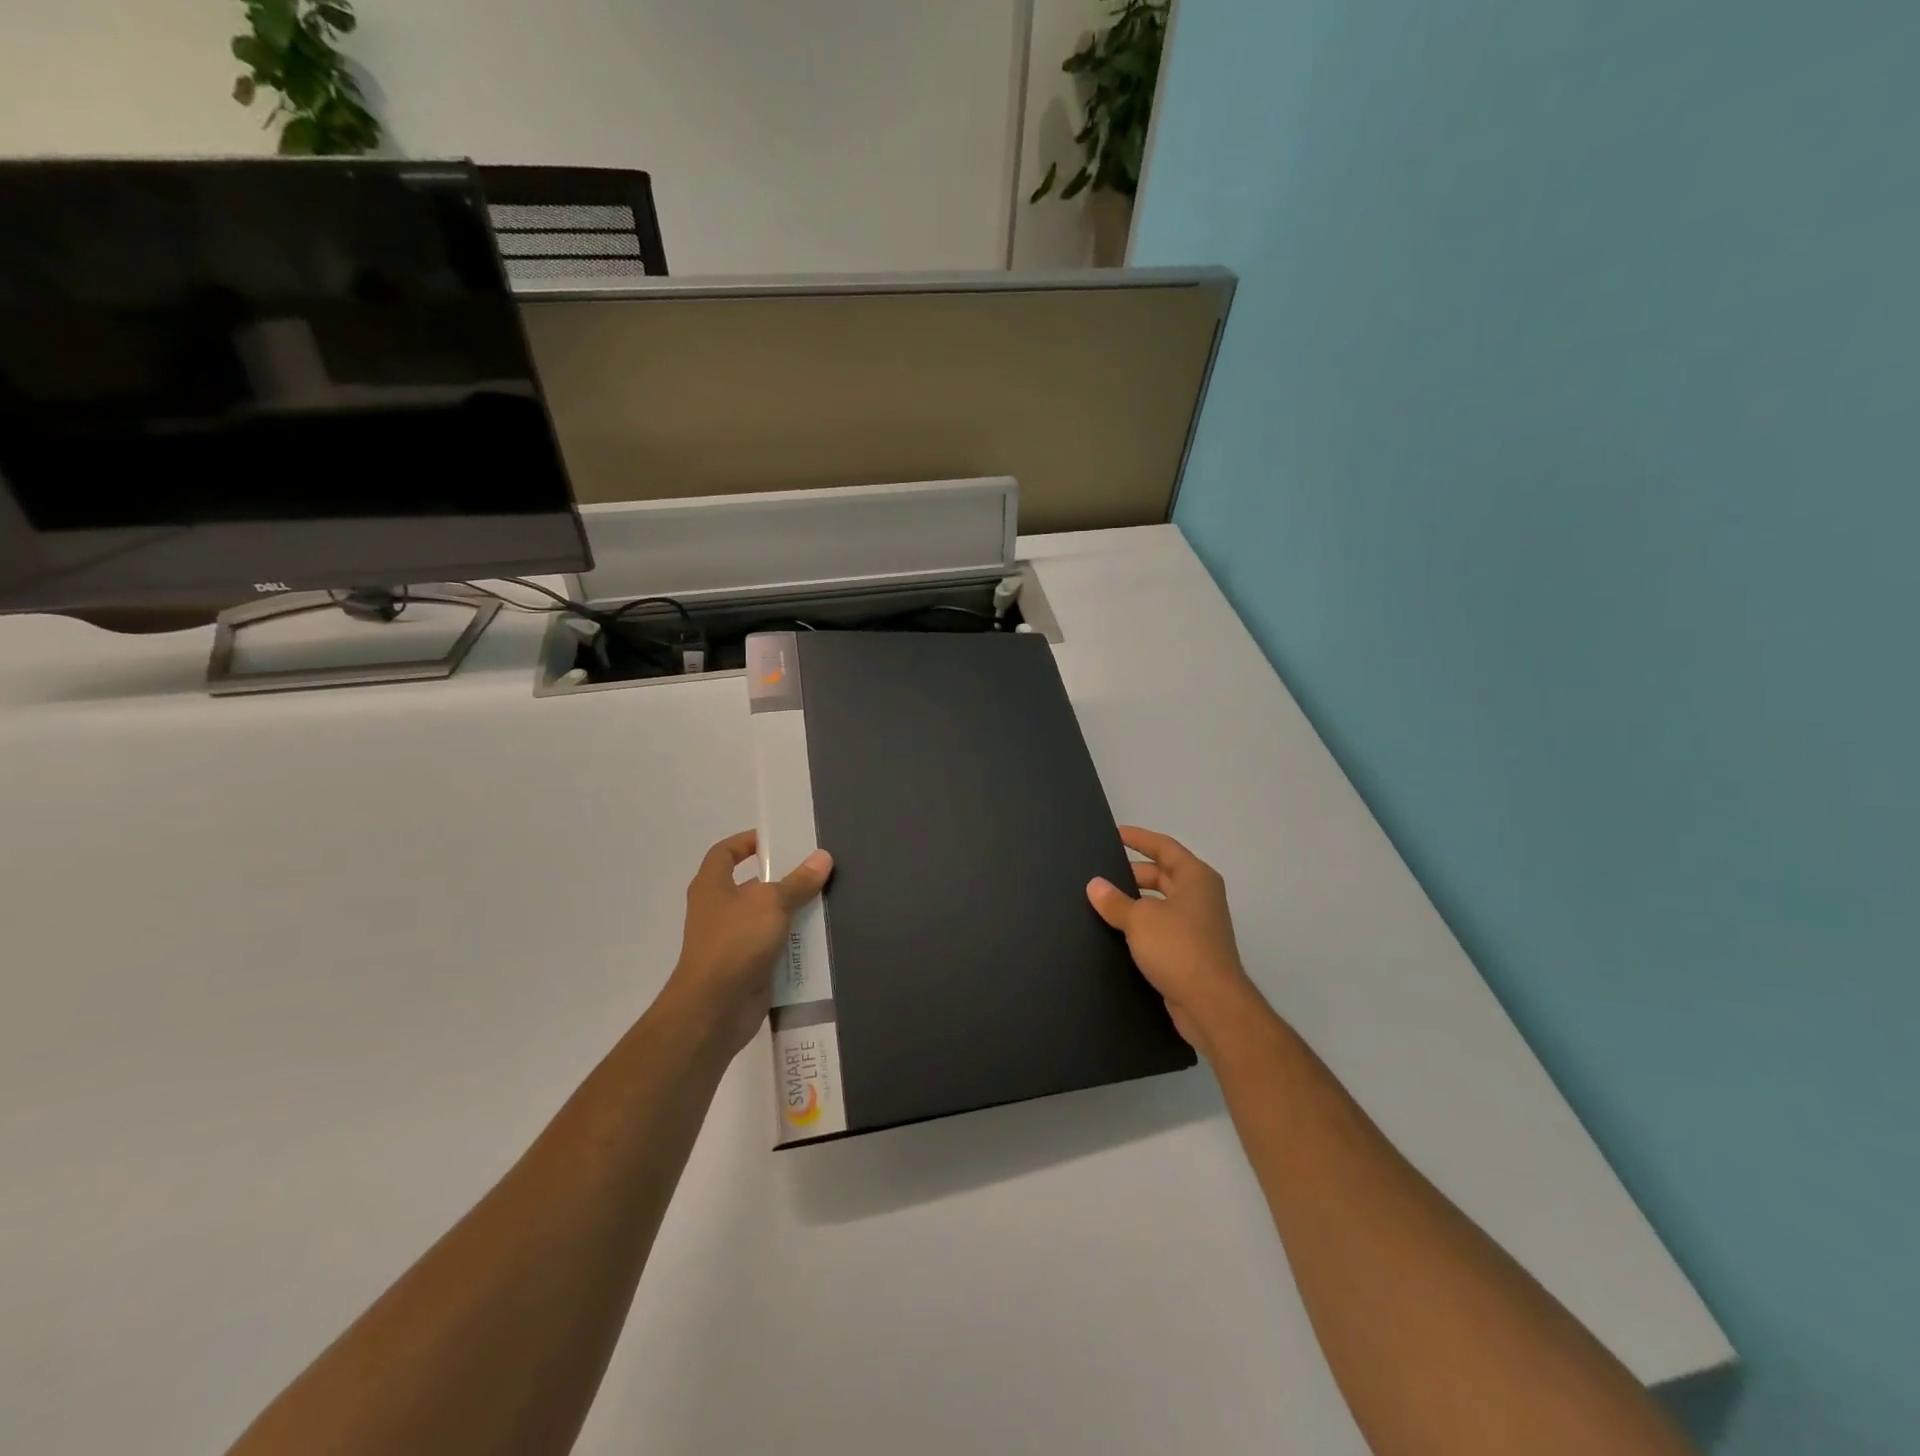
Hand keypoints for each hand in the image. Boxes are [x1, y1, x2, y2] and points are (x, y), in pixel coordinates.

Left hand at [664, 830, 832, 1055]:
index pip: (724, 852)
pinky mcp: (747, 967)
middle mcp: (718, 910)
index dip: (747, 842)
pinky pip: (774, 947)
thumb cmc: (736, 942)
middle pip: (752, 886)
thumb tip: (822, 857)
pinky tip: (821, 938)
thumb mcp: (772, 903)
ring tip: (827, 901)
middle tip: (816, 871)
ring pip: (767, 918)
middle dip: (782, 879)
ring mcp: (732, 941)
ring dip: (792, 913)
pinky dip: (793, 943)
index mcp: (712, 886)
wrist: (715, 1008)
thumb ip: (798, 881)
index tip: (776, 840)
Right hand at [1087, 826, 1269, 1060]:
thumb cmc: (1178, 948)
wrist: (1211, 1004)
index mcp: (1196, 878)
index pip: (1164, 847)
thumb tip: (1095, 885)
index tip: (1116, 834)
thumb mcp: (1139, 919)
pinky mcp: (1191, 951)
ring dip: (1135, 901)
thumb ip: (1114, 901)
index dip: (1139, 839)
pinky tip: (1117, 931)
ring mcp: (1198, 925)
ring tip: (1103, 901)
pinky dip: (1142, 924)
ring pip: (1161, 903)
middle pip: (1163, 875)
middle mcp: (1200, 897)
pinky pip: (1161, 927)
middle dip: (1133, 873)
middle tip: (1101, 873)